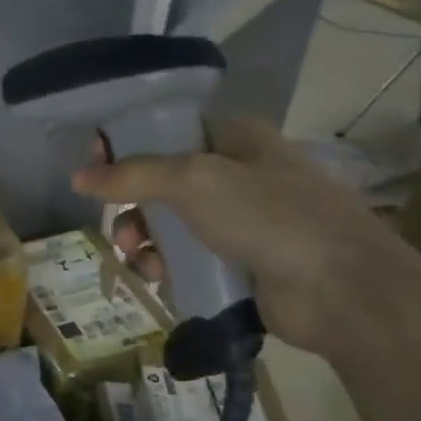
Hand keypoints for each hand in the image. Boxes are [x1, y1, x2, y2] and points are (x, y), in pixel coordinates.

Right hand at [71, 117, 420, 356]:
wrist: (342, 291)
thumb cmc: (269, 216)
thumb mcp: (194, 180)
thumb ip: (132, 175)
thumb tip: (78, 178)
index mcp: (236, 138)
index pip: (167, 130)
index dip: (126, 145)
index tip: (93, 166)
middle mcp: (238, 175)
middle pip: (163, 182)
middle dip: (132, 204)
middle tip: (118, 225)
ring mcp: (241, 223)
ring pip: (171, 224)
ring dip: (144, 239)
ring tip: (136, 256)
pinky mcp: (241, 265)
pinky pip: (187, 259)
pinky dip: (166, 266)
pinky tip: (157, 276)